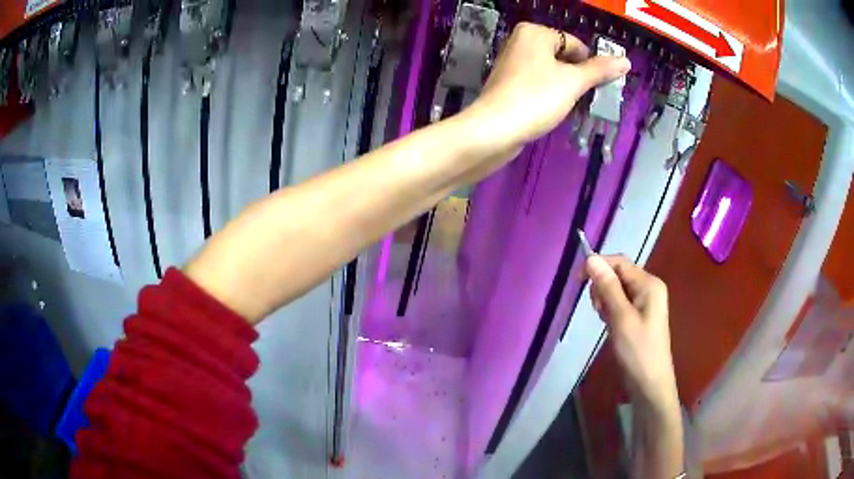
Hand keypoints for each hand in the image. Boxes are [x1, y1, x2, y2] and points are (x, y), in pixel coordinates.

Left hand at [463, 22, 630, 157]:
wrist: (494, 129)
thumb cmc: (537, 97)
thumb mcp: (574, 82)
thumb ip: (600, 70)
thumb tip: (626, 61)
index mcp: (534, 32)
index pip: (575, 44)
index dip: (589, 65)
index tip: (596, 87)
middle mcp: (521, 42)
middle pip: (563, 57)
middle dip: (577, 78)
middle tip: (584, 99)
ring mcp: (512, 63)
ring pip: (552, 72)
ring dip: (566, 88)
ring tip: (568, 106)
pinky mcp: (508, 84)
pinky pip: (538, 84)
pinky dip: (549, 95)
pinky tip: (552, 110)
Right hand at [586, 255, 678, 410]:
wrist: (649, 383)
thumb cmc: (637, 350)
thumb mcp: (621, 317)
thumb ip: (607, 287)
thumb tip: (590, 257)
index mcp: (649, 283)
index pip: (619, 262)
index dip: (598, 266)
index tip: (577, 280)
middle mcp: (648, 288)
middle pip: (618, 274)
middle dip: (602, 286)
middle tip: (599, 310)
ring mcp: (644, 302)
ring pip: (616, 289)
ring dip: (605, 299)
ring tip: (606, 320)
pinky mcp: (638, 316)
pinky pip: (619, 303)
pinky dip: (610, 310)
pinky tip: (609, 324)